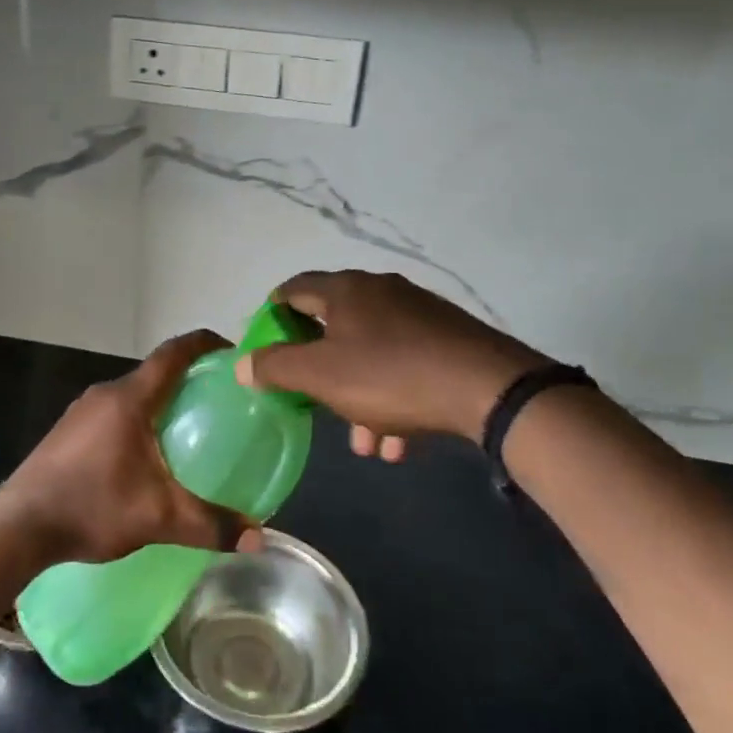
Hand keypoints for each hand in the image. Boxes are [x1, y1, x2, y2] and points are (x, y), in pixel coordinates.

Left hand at [1, 331, 262, 564]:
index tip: (230, 351)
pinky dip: (136, 420)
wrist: (20, 524)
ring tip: (186, 429)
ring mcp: (81, 411)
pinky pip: (112, 413)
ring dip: (158, 402)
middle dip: (186, 380)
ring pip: (131, 395)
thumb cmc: (92, 506)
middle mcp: (105, 394)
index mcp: (130, 399)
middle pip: (154, 373)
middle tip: (217, 401)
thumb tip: (257, 538)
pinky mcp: (67, 430)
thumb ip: (209, 525)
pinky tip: (144, 456)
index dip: (203, 344)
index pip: (173, 353)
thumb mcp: (158, 518)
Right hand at [236, 270, 548, 461]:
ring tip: (364, 443)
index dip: (273, 316)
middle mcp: (380, 291)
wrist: (489, 387)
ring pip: (371, 354)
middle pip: (333, 327)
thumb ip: (276, 367)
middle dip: (320, 372)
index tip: (265, 349)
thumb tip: (242, 364)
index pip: (293, 290)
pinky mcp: (447, 339)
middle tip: (313, 402)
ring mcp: (418, 313)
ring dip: (359, 397)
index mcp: (345, 290)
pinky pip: (405, 365)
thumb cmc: (390, 374)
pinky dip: (393, 398)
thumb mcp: (321, 375)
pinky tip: (398, 440)